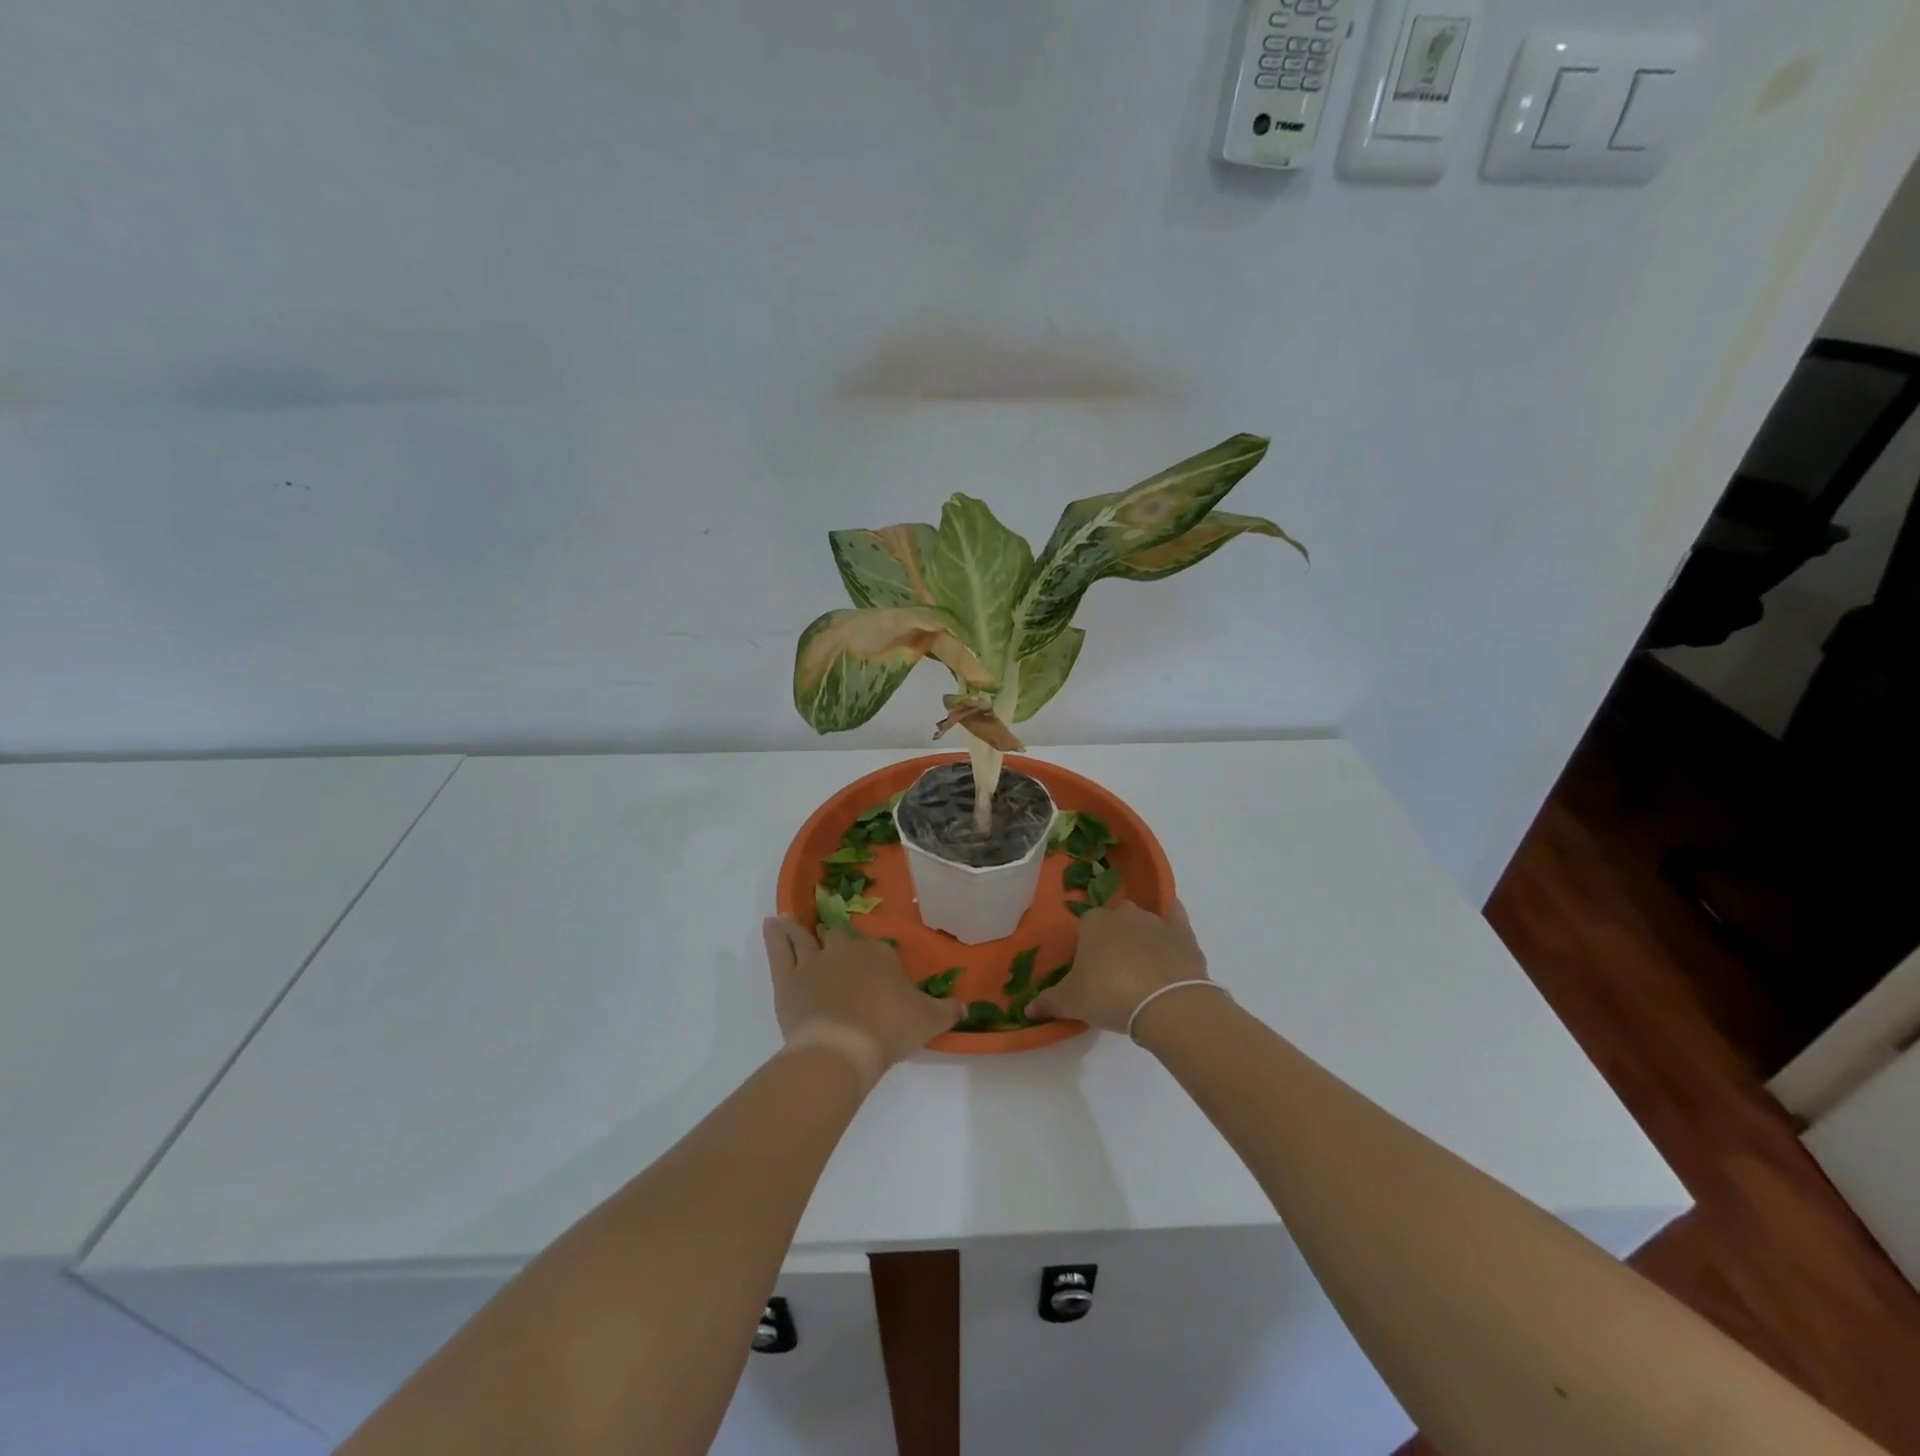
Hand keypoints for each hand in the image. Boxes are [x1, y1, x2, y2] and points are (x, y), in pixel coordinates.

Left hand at [762, 918, 964, 1081]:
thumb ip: (948, 1012)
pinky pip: (779, 951)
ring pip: (805, 937)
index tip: (878, 977)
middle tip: (835, 948)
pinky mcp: (788, 979)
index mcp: (879, 955)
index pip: (878, 951)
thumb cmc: (889, 1028)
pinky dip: (774, 937)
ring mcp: (813, 962)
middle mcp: (845, 950)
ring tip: (788, 918)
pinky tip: (769, 923)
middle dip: (837, 940)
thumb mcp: (928, 1020)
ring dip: (798, 928)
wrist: (843, 1047)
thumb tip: (966, 1008)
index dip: (877, 963)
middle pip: (840, 937)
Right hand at [1029, 898, 1208, 1032]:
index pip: (1085, 926)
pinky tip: (1170, 940)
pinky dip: (1171, 924)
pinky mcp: (1183, 931)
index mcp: (1092, 922)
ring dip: (1140, 937)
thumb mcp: (1071, 1002)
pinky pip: (1175, 917)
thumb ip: (1048, 1002)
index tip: (1089, 970)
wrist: (1166, 1002)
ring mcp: (1155, 920)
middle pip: (1114, 919)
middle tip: (1113, 969)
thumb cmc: (1110, 995)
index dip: (1086, 947)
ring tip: (1142, 968)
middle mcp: (1123, 913)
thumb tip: (1027, 1009)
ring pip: (1143, 921)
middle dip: (1113, 937)